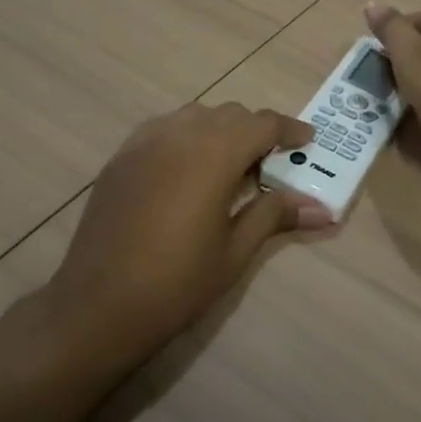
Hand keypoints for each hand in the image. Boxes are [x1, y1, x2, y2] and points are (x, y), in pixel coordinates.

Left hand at [39, 103, 331, 358]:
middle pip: (231, 114)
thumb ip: (275, 215)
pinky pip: (165, 128)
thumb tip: (323, 209)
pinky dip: (186, 136)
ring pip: (196, 115)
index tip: (307, 140)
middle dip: (255, 131)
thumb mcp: (235, 251)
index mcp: (216, 152)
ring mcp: (146, 141)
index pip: (263, 124)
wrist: (96, 307)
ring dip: (220, 129)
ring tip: (228, 165)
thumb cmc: (176, 282)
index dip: (289, 130)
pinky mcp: (122, 155)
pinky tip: (186, 169)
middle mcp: (182, 133)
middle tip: (269, 164)